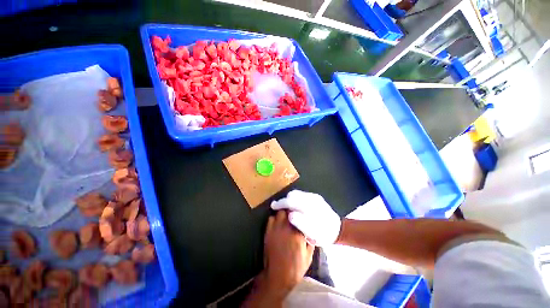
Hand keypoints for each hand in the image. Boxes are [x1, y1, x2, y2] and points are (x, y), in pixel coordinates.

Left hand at [263, 210, 313, 292]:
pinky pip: (271, 219)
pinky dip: (275, 218)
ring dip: (284, 213)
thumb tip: (311, 233)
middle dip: (292, 210)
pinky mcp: (268, 232)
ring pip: (280, 212)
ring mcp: (276, 229)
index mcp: (298, 233)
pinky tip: (278, 222)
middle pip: (288, 210)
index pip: (300, 215)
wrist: (277, 276)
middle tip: (294, 212)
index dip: (301, 212)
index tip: (303, 211)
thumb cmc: (295, 268)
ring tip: (286, 215)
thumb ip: (310, 242)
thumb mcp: (308, 257)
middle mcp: (287, 227)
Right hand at [271, 190, 340, 246]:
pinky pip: (301, 195)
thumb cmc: (323, 234)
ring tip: (286, 208)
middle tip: (279, 208)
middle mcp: (312, 199)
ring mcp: (314, 196)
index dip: (280, 203)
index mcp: (310, 207)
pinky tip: (295, 206)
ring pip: (297, 193)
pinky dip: (295, 199)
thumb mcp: (311, 233)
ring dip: (289, 199)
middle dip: (284, 200)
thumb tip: (289, 214)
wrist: (337, 229)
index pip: (291, 201)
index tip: (273, 206)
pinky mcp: (316, 196)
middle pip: (293, 195)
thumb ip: (300, 223)